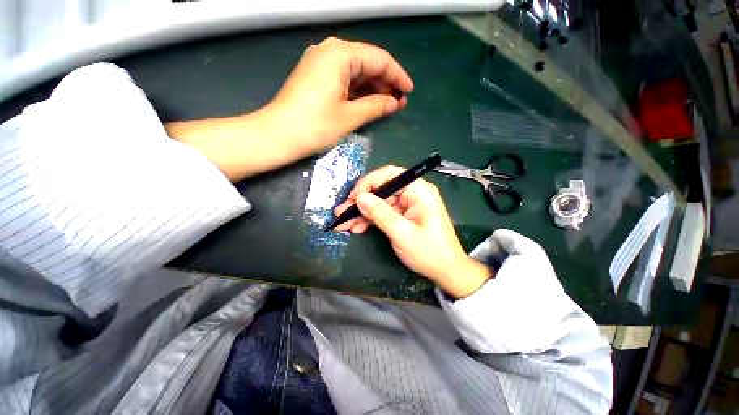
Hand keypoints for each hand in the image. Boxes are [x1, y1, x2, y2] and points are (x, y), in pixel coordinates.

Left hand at [166, 37, 412, 181]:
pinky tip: (368, 102)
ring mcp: (320, 63)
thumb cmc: (315, 126)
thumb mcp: (350, 116)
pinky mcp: (315, 76)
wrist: (278, 135)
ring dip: (372, 87)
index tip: (410, 91)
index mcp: (340, 55)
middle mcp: (330, 52)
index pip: (379, 59)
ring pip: (355, 71)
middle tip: (399, 102)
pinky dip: (358, 90)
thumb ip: (375, 106)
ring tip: (388, 104)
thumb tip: (394, 103)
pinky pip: (344, 78)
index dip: (397, 75)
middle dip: (385, 82)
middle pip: (367, 62)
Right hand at [334, 166, 491, 297]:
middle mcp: (413, 193)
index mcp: (419, 190)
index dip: (368, 183)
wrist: (446, 271)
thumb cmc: (429, 252)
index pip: (389, 175)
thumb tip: (360, 198)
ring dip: (362, 213)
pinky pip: (383, 213)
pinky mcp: (403, 215)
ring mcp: (407, 204)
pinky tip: (357, 227)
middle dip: (361, 202)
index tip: (352, 198)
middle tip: (342, 213)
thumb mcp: (402, 234)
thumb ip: (381, 214)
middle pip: (382, 189)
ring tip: (344, 224)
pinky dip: (370, 220)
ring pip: (379, 202)